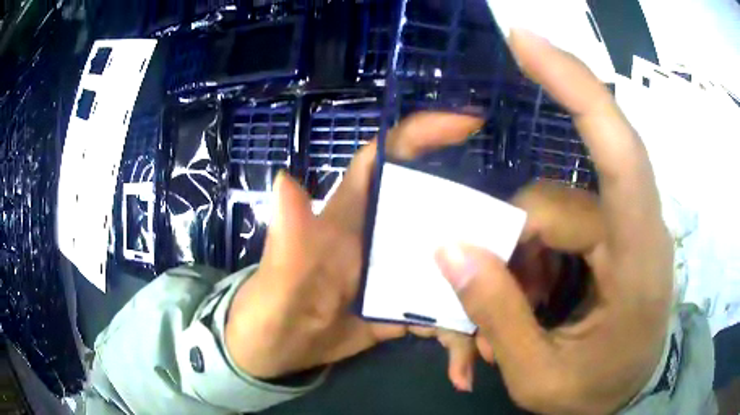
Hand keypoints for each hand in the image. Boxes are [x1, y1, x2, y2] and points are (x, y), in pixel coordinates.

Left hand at [225, 112, 484, 378]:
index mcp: (351, 213)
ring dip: (476, 305)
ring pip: (453, 273)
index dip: (424, 132)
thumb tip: (284, 180)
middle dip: (483, 234)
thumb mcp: (278, 279)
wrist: (275, 351)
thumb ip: (288, 237)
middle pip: (444, 213)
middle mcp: (382, 234)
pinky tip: (462, 367)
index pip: (389, 155)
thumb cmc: (269, 309)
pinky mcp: (403, 306)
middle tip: (517, 262)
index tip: (470, 123)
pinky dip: (456, 339)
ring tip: (489, 344)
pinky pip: (442, 314)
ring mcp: (397, 272)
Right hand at [435, 29, 673, 413]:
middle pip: (554, 201)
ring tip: (513, 317)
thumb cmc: (596, 394)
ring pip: (550, 214)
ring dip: (518, 263)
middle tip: (484, 301)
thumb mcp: (540, 377)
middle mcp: (636, 228)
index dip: (573, 84)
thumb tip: (450, 249)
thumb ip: (498, 317)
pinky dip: (531, 262)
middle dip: (508, 249)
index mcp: (638, 260)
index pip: (617, 149)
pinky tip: (531, 300)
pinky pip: (560, 227)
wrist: (631, 394)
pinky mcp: (613, 236)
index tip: (524, 39)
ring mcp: (624, 229)